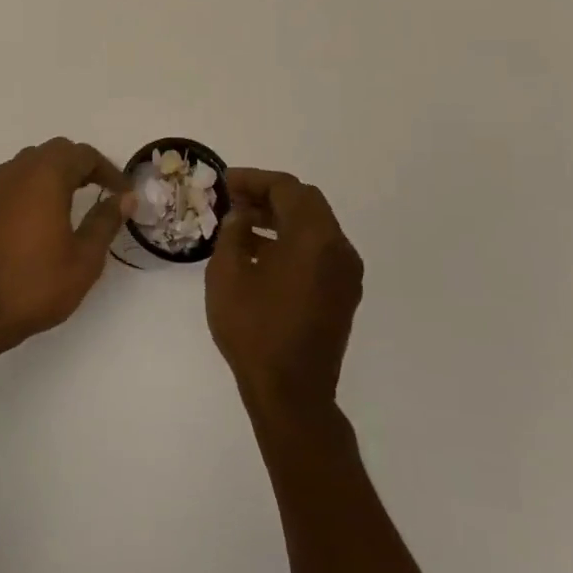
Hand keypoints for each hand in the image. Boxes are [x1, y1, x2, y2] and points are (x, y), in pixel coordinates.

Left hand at [0, 138, 131, 344]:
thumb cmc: (37, 284)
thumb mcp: (85, 258)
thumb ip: (105, 221)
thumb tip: (124, 197)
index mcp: (45, 177)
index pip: (82, 154)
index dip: (108, 170)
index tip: (122, 193)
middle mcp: (16, 172)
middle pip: (54, 151)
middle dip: (80, 166)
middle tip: (100, 190)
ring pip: (29, 163)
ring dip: (53, 174)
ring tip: (71, 202)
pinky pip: (10, 184)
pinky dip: (30, 189)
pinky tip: (37, 219)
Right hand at [205, 169, 363, 411]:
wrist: (292, 393)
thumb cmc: (254, 329)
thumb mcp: (228, 274)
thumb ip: (233, 233)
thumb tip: (242, 216)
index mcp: (314, 239)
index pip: (287, 189)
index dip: (254, 179)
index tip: (226, 181)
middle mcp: (339, 249)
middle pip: (306, 202)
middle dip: (269, 194)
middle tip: (234, 197)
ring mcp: (346, 273)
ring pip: (315, 225)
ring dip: (281, 216)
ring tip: (243, 222)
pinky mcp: (343, 293)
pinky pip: (319, 249)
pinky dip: (292, 239)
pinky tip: (261, 251)